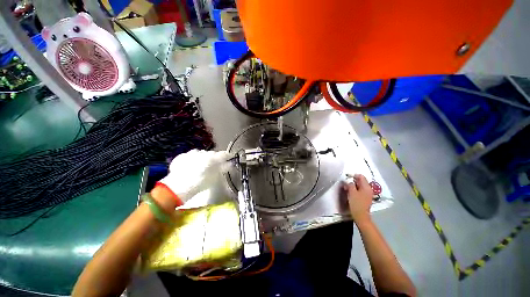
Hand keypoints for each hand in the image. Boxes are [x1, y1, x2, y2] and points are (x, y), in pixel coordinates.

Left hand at [157, 150, 230, 204]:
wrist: (177, 186)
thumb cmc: (199, 183)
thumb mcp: (214, 178)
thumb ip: (222, 169)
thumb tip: (229, 164)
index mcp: (213, 158)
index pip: (224, 154)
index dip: (228, 156)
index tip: (230, 158)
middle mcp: (203, 152)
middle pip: (212, 154)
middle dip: (215, 158)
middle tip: (215, 165)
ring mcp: (192, 153)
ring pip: (202, 153)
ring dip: (204, 158)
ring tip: (202, 166)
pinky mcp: (183, 156)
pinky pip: (191, 155)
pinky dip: (193, 159)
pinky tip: (191, 166)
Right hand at [343, 174, 372, 222]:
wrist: (361, 216)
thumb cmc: (356, 203)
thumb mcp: (351, 192)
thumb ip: (350, 184)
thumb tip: (349, 181)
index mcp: (366, 187)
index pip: (361, 176)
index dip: (353, 175)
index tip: (346, 177)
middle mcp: (368, 189)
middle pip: (361, 181)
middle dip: (353, 181)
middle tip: (345, 184)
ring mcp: (367, 194)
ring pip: (360, 186)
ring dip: (353, 186)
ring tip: (346, 188)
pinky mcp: (365, 198)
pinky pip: (360, 190)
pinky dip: (355, 190)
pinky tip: (350, 192)